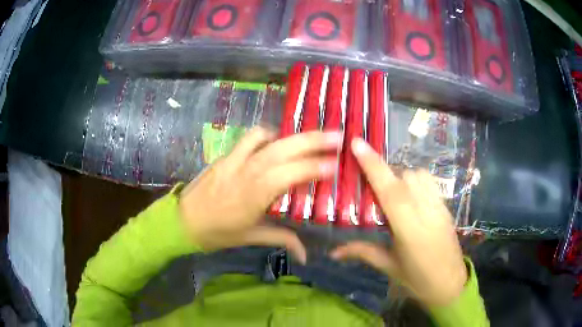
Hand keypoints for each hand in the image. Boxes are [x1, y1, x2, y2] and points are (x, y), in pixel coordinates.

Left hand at [179, 127, 341, 262]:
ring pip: (266, 137)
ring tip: (308, 140)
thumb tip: (306, 256)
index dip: (315, 168)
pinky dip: (267, 136)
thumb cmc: (218, 233)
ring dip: (290, 136)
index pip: (291, 174)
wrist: (183, 221)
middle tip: (336, 136)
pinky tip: (276, 143)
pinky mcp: (225, 155)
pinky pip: (250, 138)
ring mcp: (234, 160)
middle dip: (313, 140)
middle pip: (283, 149)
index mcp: (255, 195)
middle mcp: (247, 172)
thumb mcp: (251, 237)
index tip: (336, 165)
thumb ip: (282, 240)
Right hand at [331, 138, 466, 305]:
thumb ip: (362, 252)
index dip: (373, 165)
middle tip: (368, 184)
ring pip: (418, 175)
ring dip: (400, 176)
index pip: (391, 191)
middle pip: (404, 177)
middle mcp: (426, 212)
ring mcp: (439, 207)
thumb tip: (333, 252)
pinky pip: (429, 181)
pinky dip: (415, 179)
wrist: (450, 283)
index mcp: (409, 230)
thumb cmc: (418, 280)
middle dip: (384, 172)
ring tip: (390, 191)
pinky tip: (408, 194)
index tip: (357, 144)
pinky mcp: (445, 206)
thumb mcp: (389, 267)